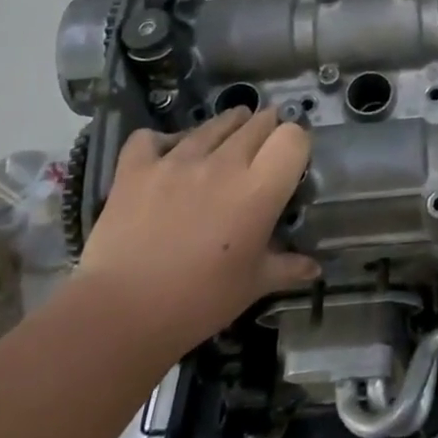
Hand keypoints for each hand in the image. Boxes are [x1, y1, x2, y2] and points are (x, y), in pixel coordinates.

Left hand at [76, 108, 319, 356]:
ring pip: (212, 124)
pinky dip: (162, 142)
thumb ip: (287, 267)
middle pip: (256, 123)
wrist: (122, 314)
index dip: (296, 143)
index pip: (293, 137)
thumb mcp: (254, 285)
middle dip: (266, 128)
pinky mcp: (136, 168)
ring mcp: (177, 160)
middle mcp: (223, 163)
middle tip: (264, 146)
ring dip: (227, 125)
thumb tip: (315, 267)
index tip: (292, 159)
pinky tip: (167, 153)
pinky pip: (152, 138)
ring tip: (229, 133)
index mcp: (259, 189)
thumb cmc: (200, 302)